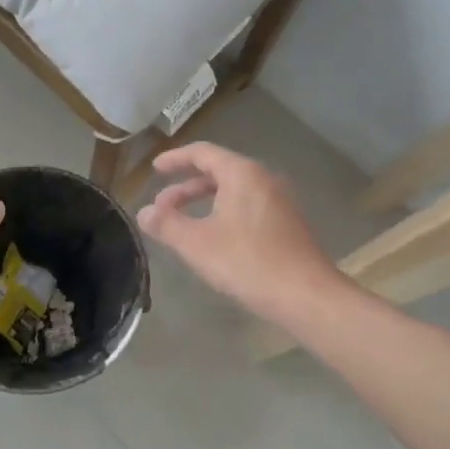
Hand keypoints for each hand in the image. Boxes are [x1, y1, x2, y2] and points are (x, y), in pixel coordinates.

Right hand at [136, 143, 339, 323]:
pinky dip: (224, 213)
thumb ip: (166, 224)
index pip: (203, 153)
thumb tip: (143, 213)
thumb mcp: (197, 244)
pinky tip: (214, 239)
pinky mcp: (288, 223)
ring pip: (234, 191)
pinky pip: (248, 206)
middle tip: (162, 207)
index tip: (155, 169)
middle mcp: (264, 179)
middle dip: (186, 187)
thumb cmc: (247, 263)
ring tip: (183, 224)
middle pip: (219, 171)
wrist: (306, 296)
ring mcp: (280, 201)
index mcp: (242, 174)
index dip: (175, 159)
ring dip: (205, 202)